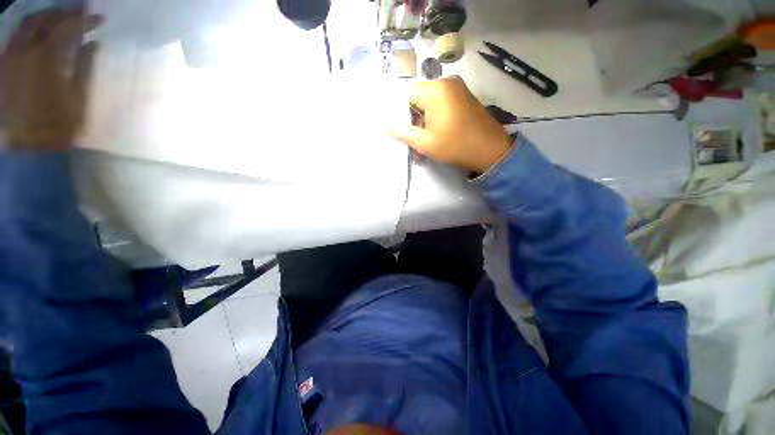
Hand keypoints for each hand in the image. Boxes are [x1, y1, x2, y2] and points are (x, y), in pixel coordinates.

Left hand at [0, 9, 101, 150]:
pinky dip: (30, 29)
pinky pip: (17, 37)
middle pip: (44, 19)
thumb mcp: (78, 99)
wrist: (25, 147)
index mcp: (47, 58)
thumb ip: (85, 68)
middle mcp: (25, 50)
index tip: (100, 18)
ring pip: (27, 24)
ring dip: (46, 17)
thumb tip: (92, 45)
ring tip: (60, 17)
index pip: (68, 27)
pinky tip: (39, 32)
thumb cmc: (56, 125)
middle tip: (80, 11)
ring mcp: (11, 56)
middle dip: (64, 12)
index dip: (85, 20)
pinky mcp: (4, 65)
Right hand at [390, 76, 512, 172]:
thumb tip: (386, 125)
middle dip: (414, 122)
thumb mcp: (425, 143)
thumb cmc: (456, 146)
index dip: (402, 114)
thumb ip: (403, 132)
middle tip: (413, 144)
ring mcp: (458, 89)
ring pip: (430, 105)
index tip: (404, 132)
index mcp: (436, 90)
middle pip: (419, 99)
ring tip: (423, 147)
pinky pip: (442, 106)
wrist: (491, 151)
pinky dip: (436, 121)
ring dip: (424, 125)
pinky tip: (435, 138)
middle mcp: (447, 82)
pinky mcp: (465, 98)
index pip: (407, 95)